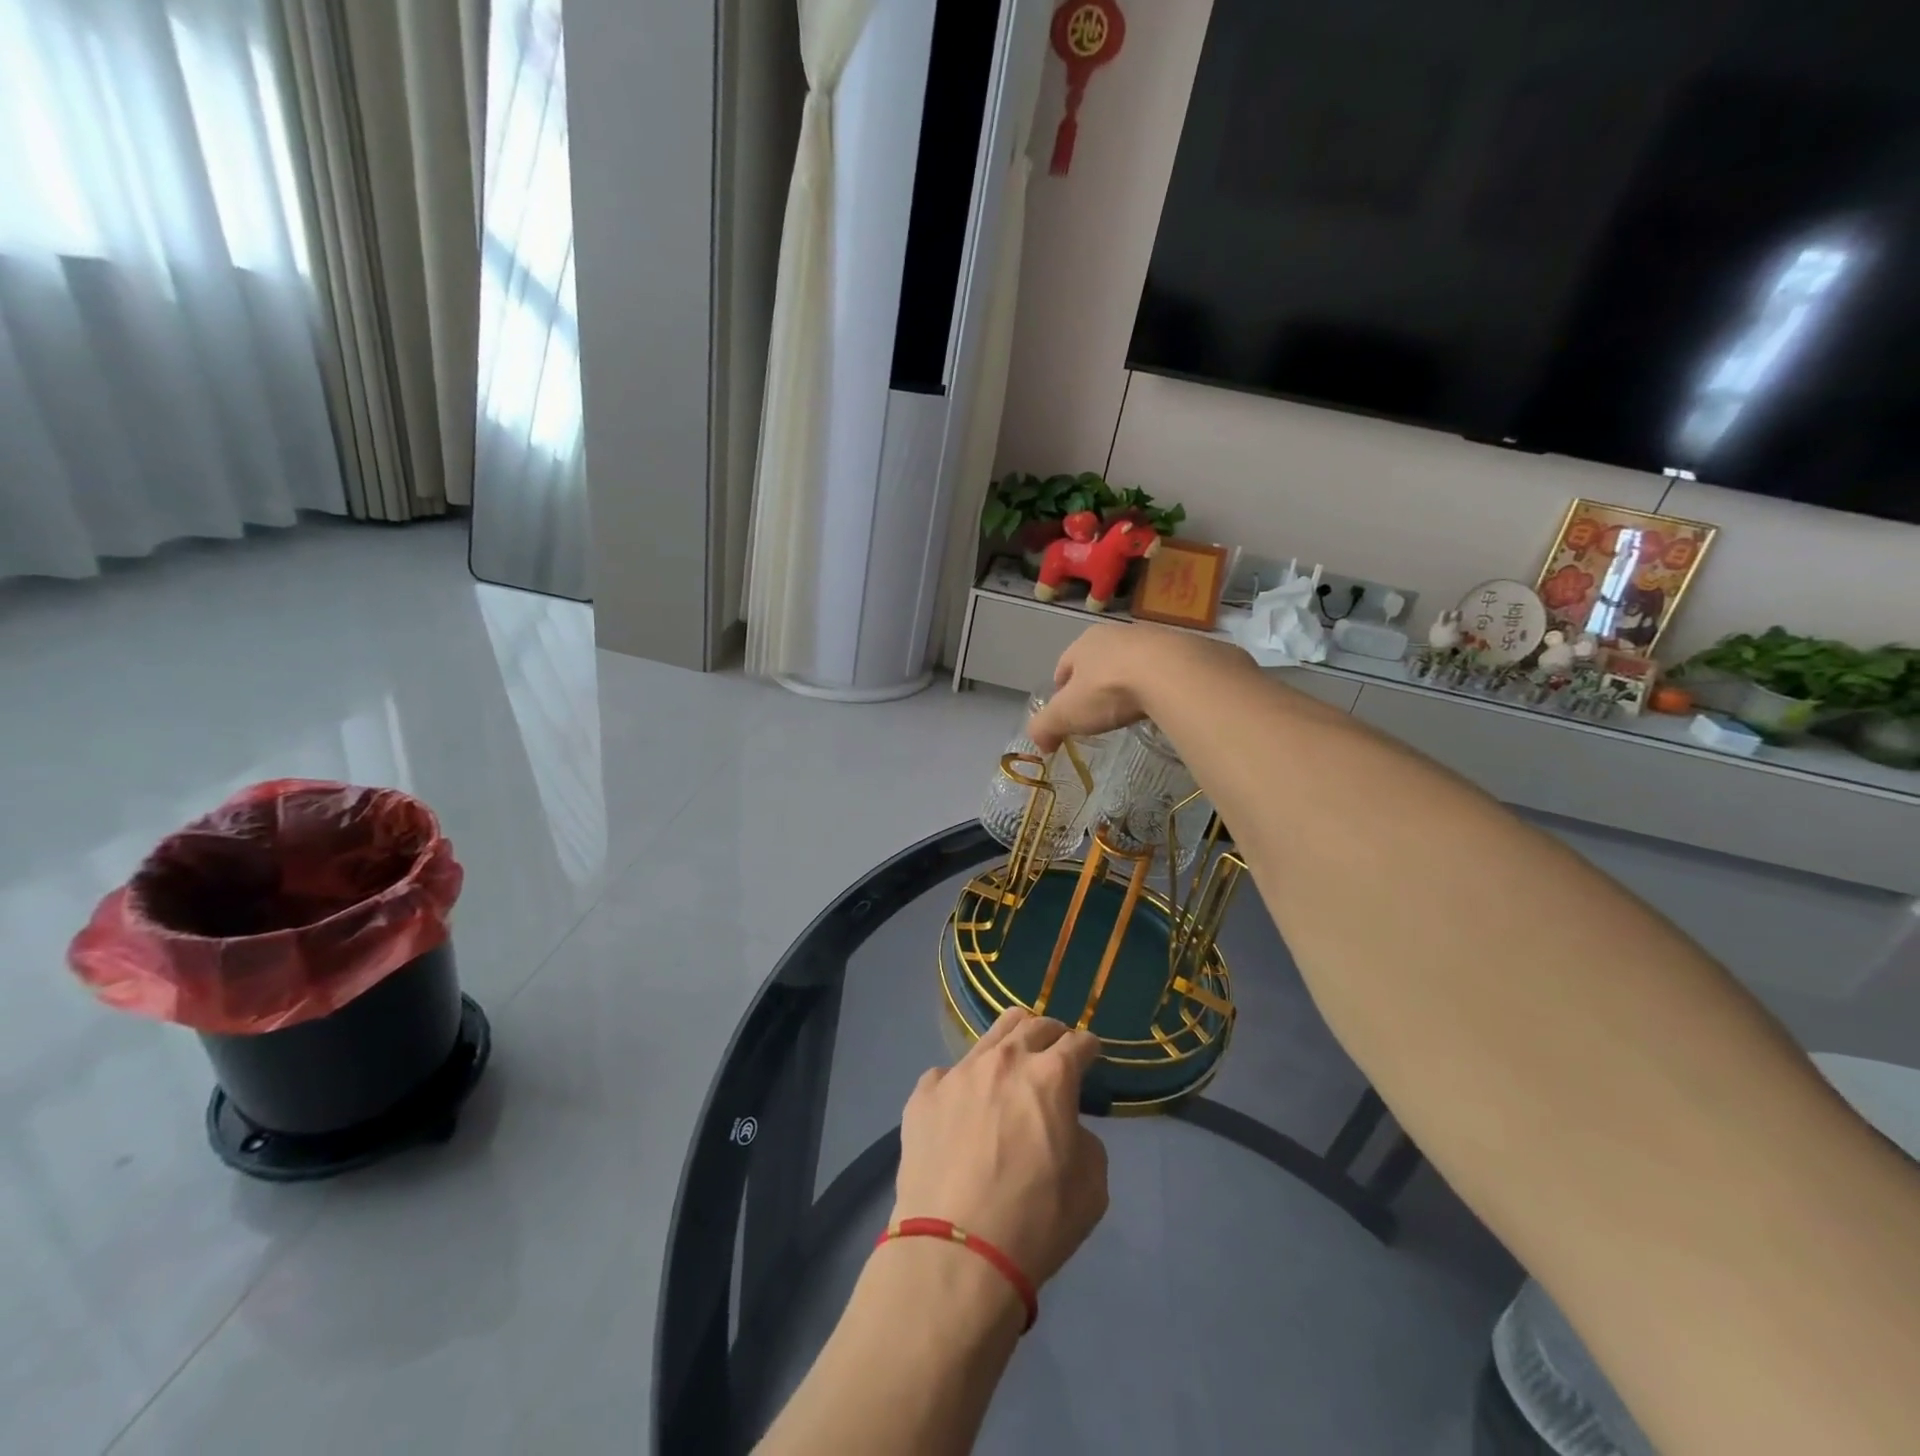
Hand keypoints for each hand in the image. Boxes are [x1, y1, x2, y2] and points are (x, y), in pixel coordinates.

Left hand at [892, 1008, 1108, 1290]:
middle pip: (1033, 1025)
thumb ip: (1084, 1140)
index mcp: (1050, 1076)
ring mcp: (959, 1072)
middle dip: (1051, 1034)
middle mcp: (1004, 1060)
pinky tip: (964, 1108)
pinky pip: (949, 1074)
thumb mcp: (1091, 1187)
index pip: (1078, 1042)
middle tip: (1055, 1051)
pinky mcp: (924, 1093)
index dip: (1089, 1048)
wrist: (955, 1252)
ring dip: (1010, 1044)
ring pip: (990, 1036)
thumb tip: (1064, 1126)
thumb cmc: (1035, 1223)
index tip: (1090, 1056)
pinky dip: (965, 1084)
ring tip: (1013, 1063)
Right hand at [1027, 623, 1252, 750]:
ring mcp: (1155, 638)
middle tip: (1099, 711)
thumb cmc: (1110, 689)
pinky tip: (1164, 704)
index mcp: (1085, 643)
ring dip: (1132, 681)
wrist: (1174, 673)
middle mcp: (1118, 634)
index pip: (1065, 665)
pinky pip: (1167, 670)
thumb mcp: (1067, 714)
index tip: (1066, 710)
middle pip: (1100, 661)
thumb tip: (1038, 744)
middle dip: (1097, 683)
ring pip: (1135, 662)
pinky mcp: (1187, 649)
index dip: (1062, 688)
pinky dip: (1162, 685)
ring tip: (1134, 708)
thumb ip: (1046, 727)